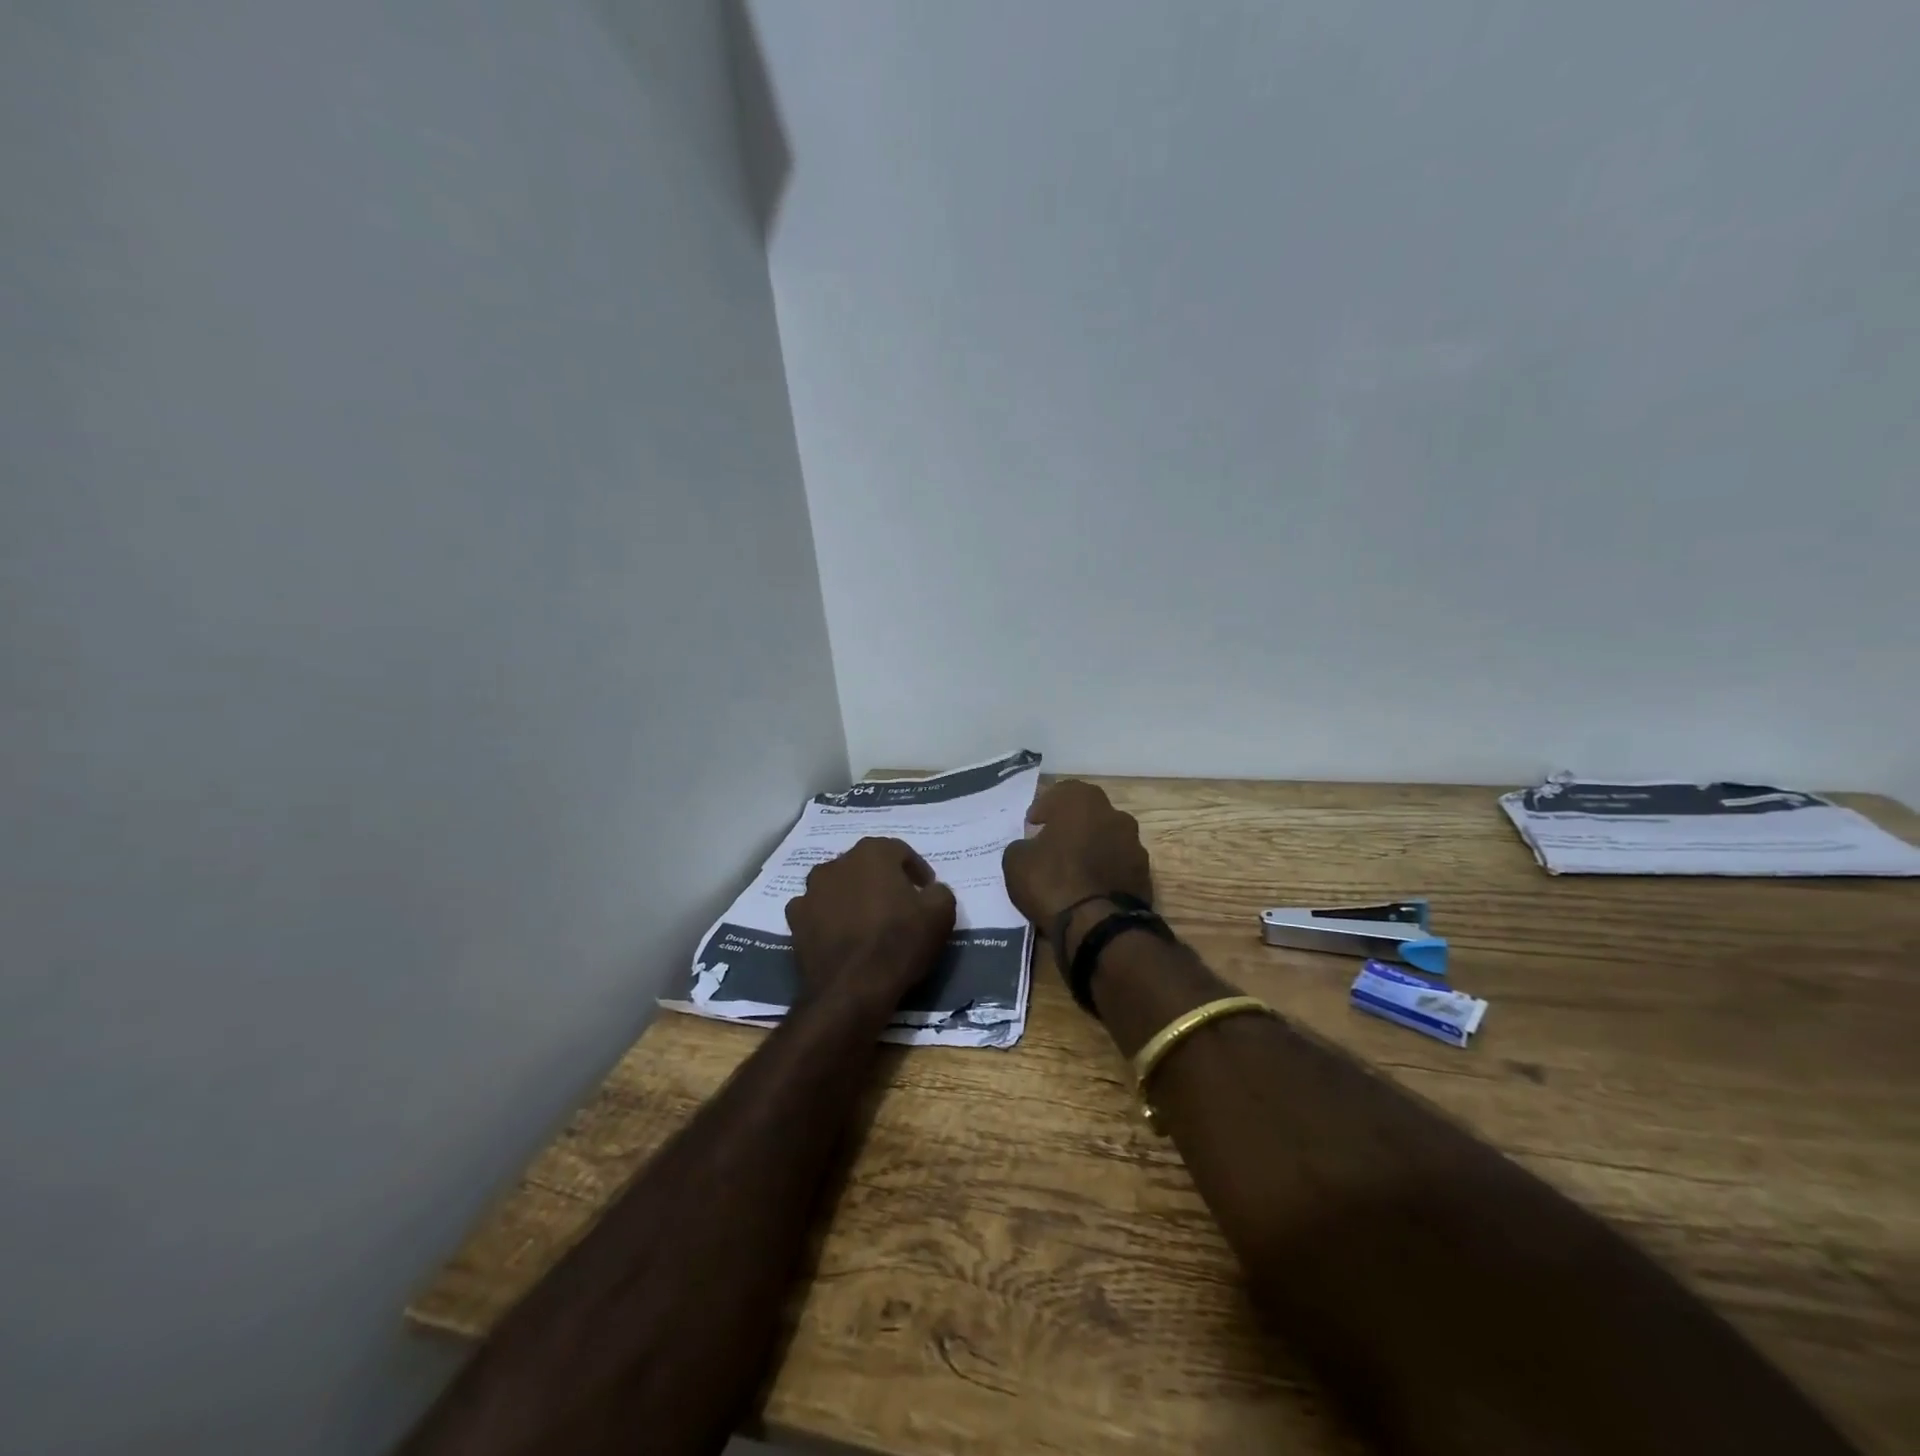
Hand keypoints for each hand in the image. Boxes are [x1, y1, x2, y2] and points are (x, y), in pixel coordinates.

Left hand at [785, 836, 956, 1020]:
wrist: (851, 990)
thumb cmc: (899, 943)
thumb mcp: (941, 914)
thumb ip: (938, 892)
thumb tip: (929, 891)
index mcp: (873, 852)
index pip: (900, 852)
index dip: (917, 871)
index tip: (926, 892)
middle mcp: (837, 862)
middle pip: (866, 866)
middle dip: (882, 881)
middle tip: (898, 905)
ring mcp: (811, 890)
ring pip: (838, 886)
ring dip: (852, 896)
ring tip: (867, 922)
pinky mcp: (794, 919)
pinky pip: (817, 910)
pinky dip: (828, 918)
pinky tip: (841, 936)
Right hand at [1001, 780, 1153, 946]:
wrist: (1098, 926)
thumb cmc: (1052, 881)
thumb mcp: (1016, 862)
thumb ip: (1022, 846)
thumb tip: (1029, 848)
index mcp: (1083, 801)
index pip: (1061, 792)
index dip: (1044, 807)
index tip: (1032, 824)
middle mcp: (1114, 815)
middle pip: (1089, 814)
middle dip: (1071, 825)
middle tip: (1053, 843)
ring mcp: (1135, 845)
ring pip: (1107, 839)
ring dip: (1091, 848)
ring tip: (1073, 869)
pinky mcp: (1145, 875)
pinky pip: (1118, 865)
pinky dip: (1105, 871)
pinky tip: (1090, 888)